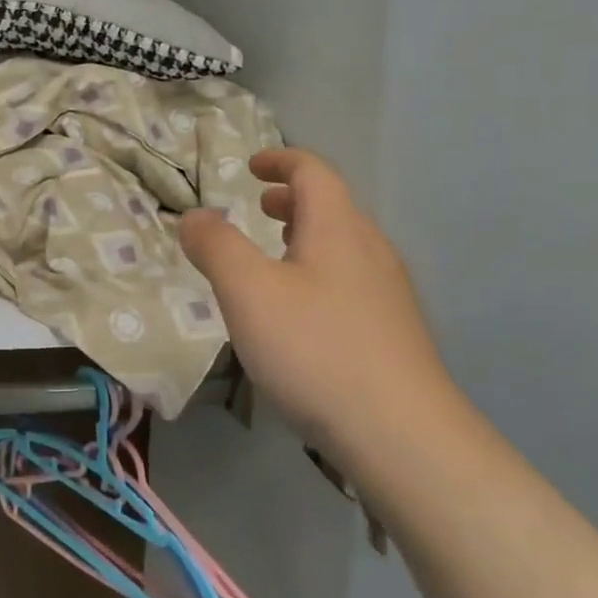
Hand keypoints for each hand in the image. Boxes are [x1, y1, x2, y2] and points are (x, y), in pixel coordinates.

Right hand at [178, 148, 458, 477]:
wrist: (402, 436)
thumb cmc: (316, 350)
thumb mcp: (248, 292)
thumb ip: (216, 246)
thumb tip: (194, 216)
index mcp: (338, 229)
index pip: (314, 173)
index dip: (282, 160)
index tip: (251, 166)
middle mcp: (371, 251)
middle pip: (334, 207)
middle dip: (293, 199)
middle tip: (259, 207)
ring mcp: (389, 294)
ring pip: (345, 245)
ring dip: (308, 235)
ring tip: (277, 254)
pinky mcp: (394, 333)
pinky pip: (352, 280)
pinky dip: (320, 271)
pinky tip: (302, 312)